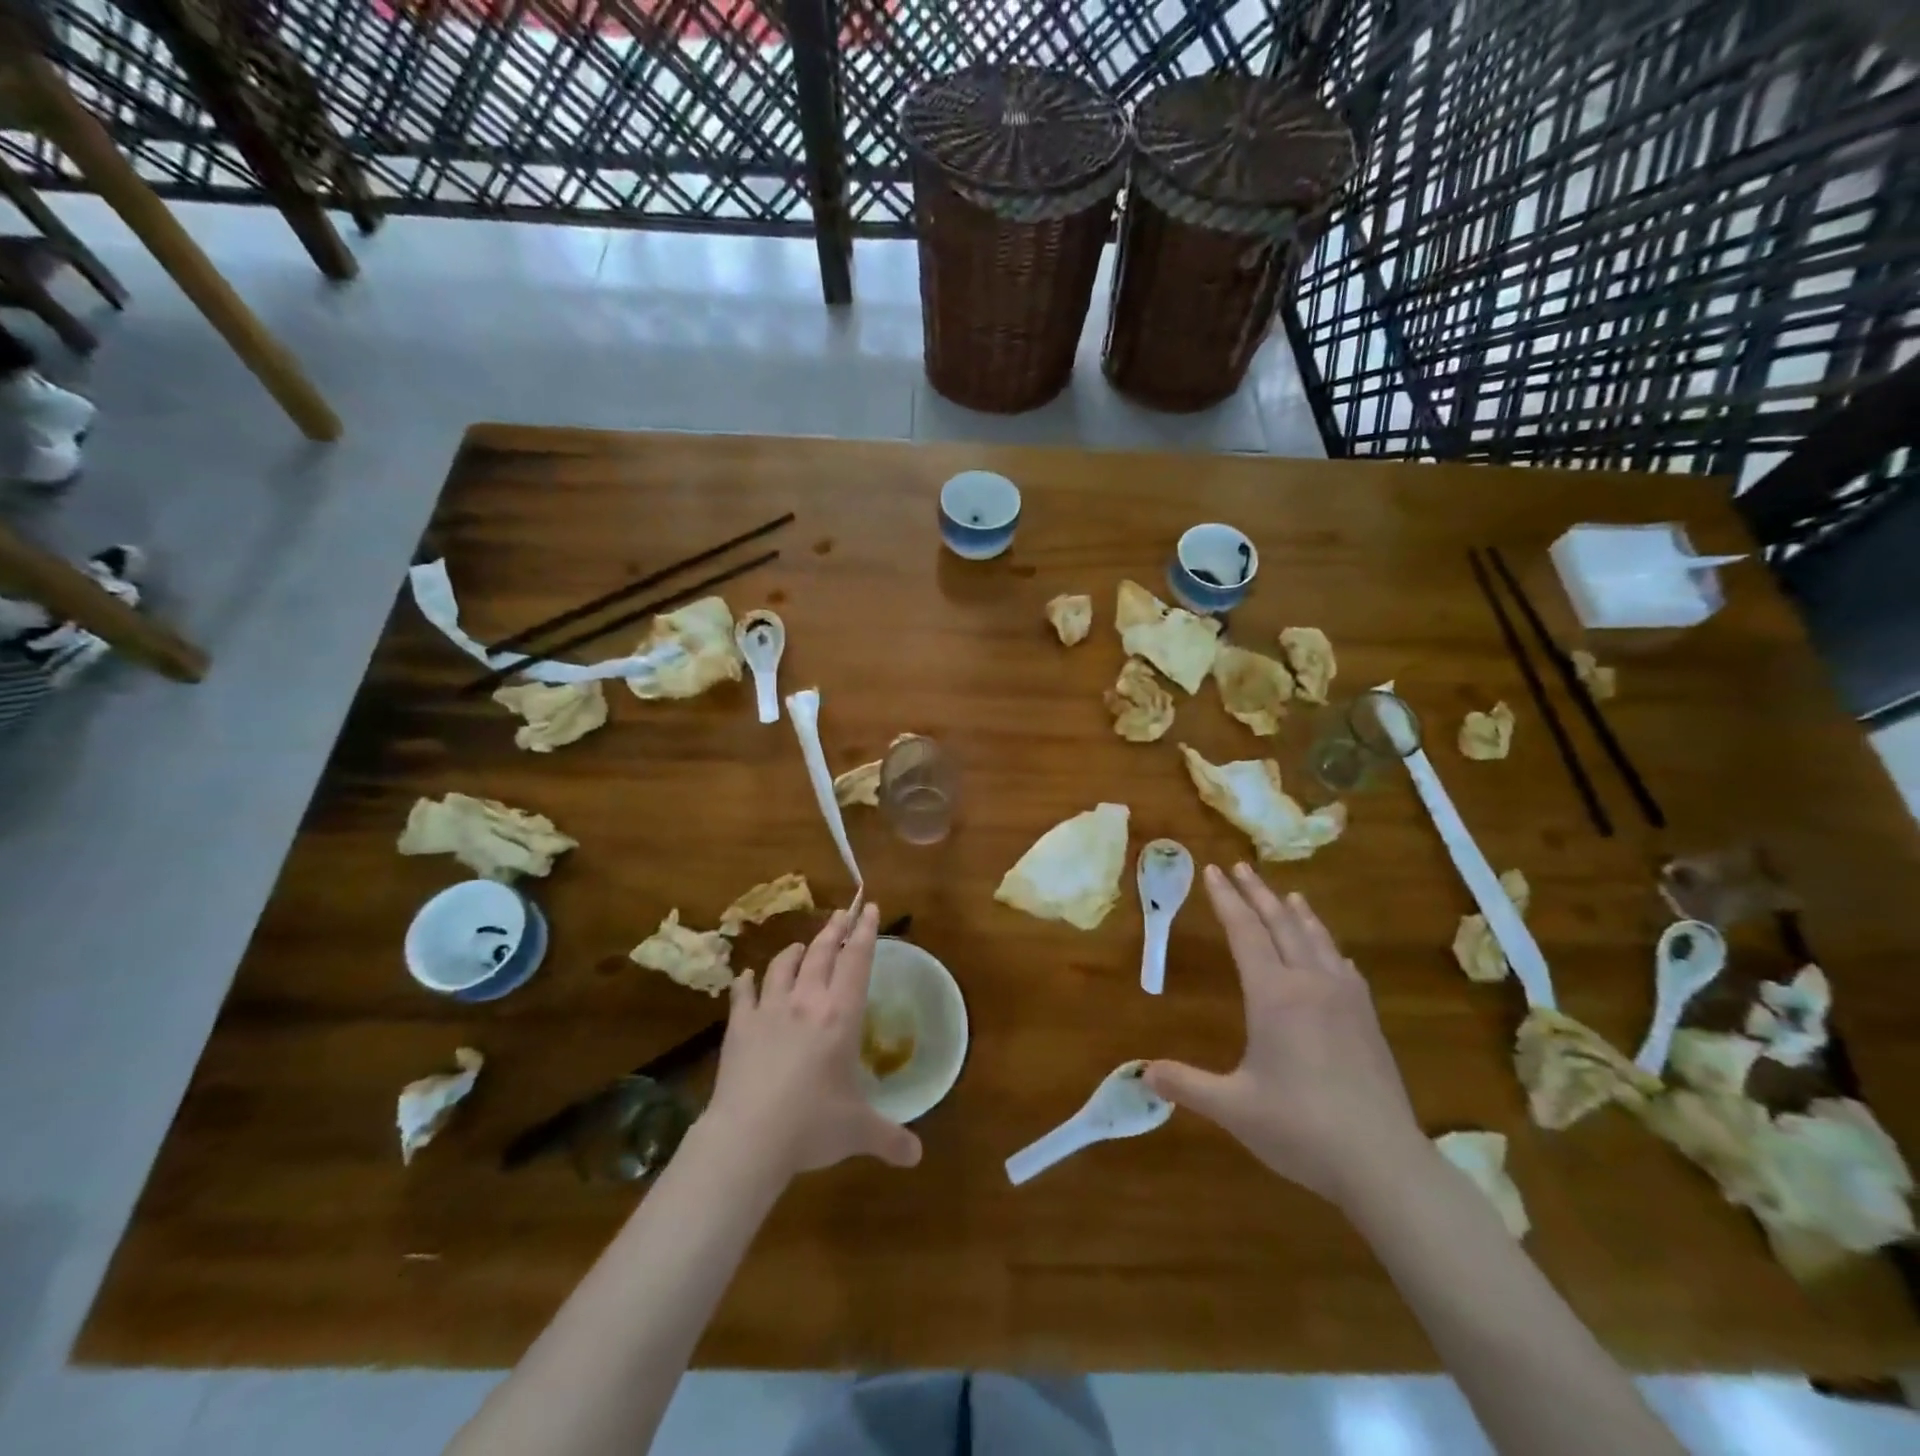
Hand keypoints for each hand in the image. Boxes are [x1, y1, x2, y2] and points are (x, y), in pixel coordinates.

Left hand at [705, 904, 921, 1178]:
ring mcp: (770, 1010)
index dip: (866, 932)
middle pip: (822, 953)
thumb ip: (890, 1138)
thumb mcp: (858, 1132)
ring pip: (783, 965)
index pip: (858, 961)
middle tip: (842, 914)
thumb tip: (917, 1156)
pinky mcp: (739, 1026)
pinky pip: (743, 994)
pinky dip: (746, 982)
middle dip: (834, 930)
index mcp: (841, 1015)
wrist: (749, 1137)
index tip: (870, 908)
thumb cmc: (812, 1125)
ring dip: (795, 951)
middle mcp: (807, 1001)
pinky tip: (746, 977)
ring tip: (801, 946)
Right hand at [1146, 864, 1421, 1209]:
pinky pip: (1344, 968)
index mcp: (1274, 995)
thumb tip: (1142, 1073)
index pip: (1244, 932)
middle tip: (1240, 867)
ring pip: (1318, 940)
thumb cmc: (1300, 1128)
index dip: (1226, 900)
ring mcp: (1345, 1000)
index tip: (1212, 870)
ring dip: (1297, 913)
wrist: (1384, 1162)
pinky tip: (1333, 955)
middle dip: (1257, 893)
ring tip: (1287, 894)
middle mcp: (1310, 984)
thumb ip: (1187, 1084)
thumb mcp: (1233, 1107)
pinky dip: (1329, 948)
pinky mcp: (1368, 1021)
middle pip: (1281, 924)